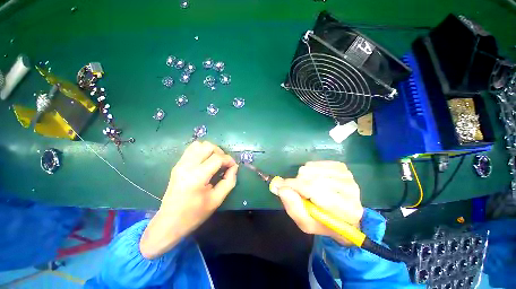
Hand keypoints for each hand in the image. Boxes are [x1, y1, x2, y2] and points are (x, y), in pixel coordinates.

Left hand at [140, 141, 237, 258]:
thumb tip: (234, 167)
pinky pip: (191, 150)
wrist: (169, 222)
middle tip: (224, 163)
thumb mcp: (217, 200)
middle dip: (220, 152)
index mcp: (197, 176)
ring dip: (210, 150)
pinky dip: (201, 151)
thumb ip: (229, 181)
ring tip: (215, 161)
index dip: (228, 160)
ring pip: (198, 145)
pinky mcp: (177, 165)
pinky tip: (205, 162)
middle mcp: (187, 166)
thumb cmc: (195, 214)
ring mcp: (180, 164)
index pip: (217, 158)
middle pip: (207, 146)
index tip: (233, 166)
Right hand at [277, 161, 362, 245]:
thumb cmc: (324, 222)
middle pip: (311, 177)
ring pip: (310, 168)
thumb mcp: (306, 223)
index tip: (277, 185)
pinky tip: (314, 179)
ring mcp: (346, 175)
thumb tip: (281, 188)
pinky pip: (314, 163)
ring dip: (302, 177)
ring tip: (307, 187)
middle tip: (298, 192)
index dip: (293, 186)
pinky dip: (308, 170)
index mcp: (345, 210)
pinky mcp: (341, 166)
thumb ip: (293, 207)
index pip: (314, 190)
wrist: (344, 215)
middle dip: (297, 183)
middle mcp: (350, 189)